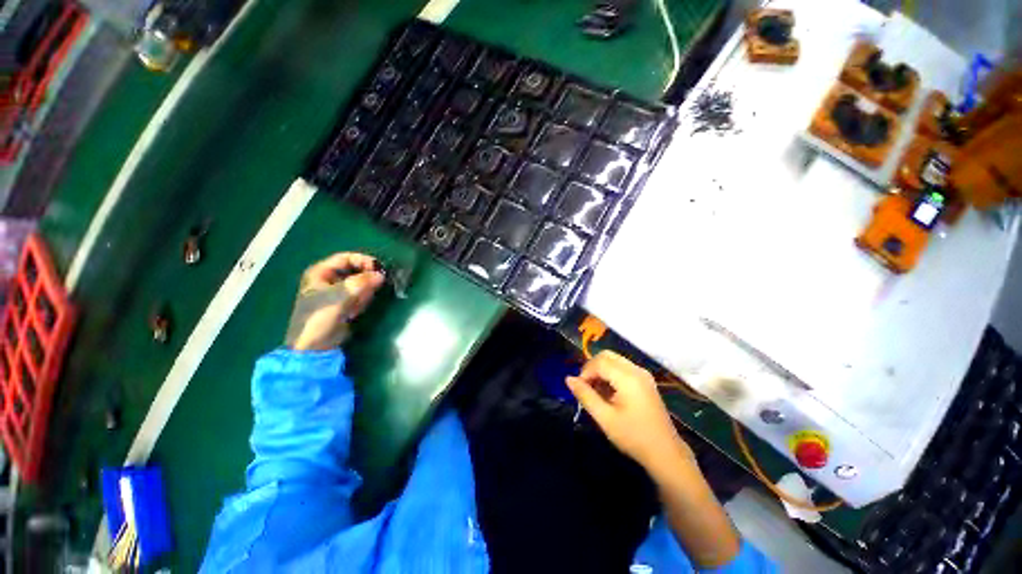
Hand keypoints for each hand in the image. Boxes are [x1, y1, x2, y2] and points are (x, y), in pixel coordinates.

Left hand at [286, 253, 385, 350]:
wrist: (314, 346)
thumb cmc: (320, 317)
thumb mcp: (340, 296)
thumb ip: (361, 283)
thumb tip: (380, 275)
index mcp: (320, 273)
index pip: (345, 258)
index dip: (363, 261)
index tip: (378, 269)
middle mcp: (328, 280)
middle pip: (353, 270)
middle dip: (366, 276)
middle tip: (379, 283)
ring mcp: (336, 293)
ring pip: (358, 283)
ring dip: (366, 289)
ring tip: (364, 300)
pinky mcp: (344, 305)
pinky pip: (359, 296)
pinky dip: (363, 299)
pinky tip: (358, 309)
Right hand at [567, 351, 692, 472]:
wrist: (666, 453)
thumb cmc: (633, 437)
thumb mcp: (605, 418)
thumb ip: (585, 396)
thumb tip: (568, 379)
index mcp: (628, 378)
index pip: (599, 362)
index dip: (585, 372)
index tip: (579, 389)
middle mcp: (636, 370)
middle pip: (607, 356)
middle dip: (592, 368)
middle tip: (586, 387)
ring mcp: (643, 374)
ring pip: (614, 360)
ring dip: (601, 370)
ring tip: (596, 392)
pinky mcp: (645, 380)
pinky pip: (623, 367)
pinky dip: (611, 374)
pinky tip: (608, 392)